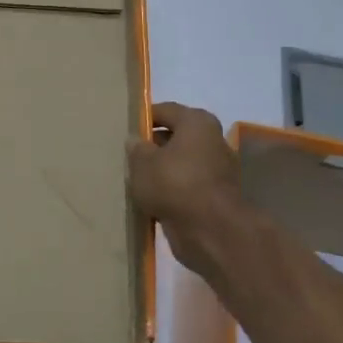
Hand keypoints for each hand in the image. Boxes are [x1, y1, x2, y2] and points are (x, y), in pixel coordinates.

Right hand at [128, 102, 250, 280]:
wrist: (211, 231)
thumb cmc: (175, 184)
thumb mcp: (143, 163)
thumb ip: (136, 148)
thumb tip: (136, 141)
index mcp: (197, 123)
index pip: (166, 111)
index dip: (144, 118)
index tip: (125, 129)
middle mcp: (212, 141)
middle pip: (176, 138)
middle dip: (153, 147)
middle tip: (128, 157)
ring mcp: (217, 170)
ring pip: (181, 165)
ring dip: (162, 172)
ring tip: (136, 181)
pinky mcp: (215, 197)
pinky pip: (186, 187)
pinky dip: (172, 192)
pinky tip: (151, 201)